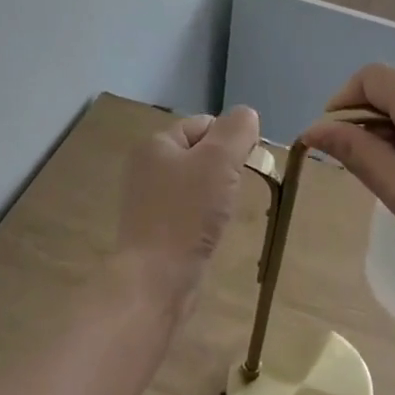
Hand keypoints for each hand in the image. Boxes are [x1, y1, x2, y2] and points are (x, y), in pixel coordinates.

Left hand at [115, 107, 260, 319]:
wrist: (156, 279)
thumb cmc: (187, 214)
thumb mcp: (219, 160)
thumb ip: (237, 130)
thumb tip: (247, 115)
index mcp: (156, 144)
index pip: (204, 124)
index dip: (231, 139)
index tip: (246, 165)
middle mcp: (147, 167)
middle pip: (201, 154)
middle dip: (226, 168)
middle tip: (236, 190)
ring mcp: (149, 201)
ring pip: (197, 184)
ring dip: (218, 194)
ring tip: (225, 214)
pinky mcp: (156, 230)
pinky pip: (189, 212)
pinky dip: (205, 218)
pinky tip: (211, 232)